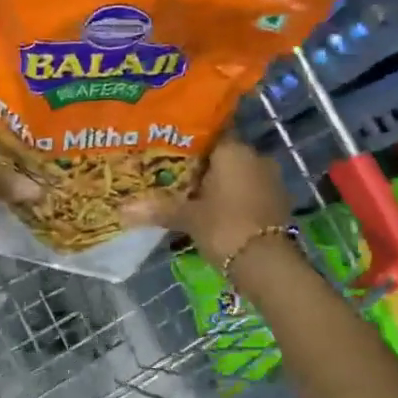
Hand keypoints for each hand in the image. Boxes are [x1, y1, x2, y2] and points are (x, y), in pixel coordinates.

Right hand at [123, 139, 293, 266]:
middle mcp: (255, 157)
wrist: (268, 264)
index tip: (167, 150)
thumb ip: (158, 208)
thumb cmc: (225, 227)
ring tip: (188, 195)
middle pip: (222, 155)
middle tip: (172, 175)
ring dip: (217, 184)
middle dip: (200, 166)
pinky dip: (232, 198)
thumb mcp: (188, 217)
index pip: (209, 133)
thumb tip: (121, 209)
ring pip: (236, 174)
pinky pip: (248, 191)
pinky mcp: (277, 202)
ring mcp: (270, 180)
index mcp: (234, 150)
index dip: (187, 141)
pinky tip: (212, 211)